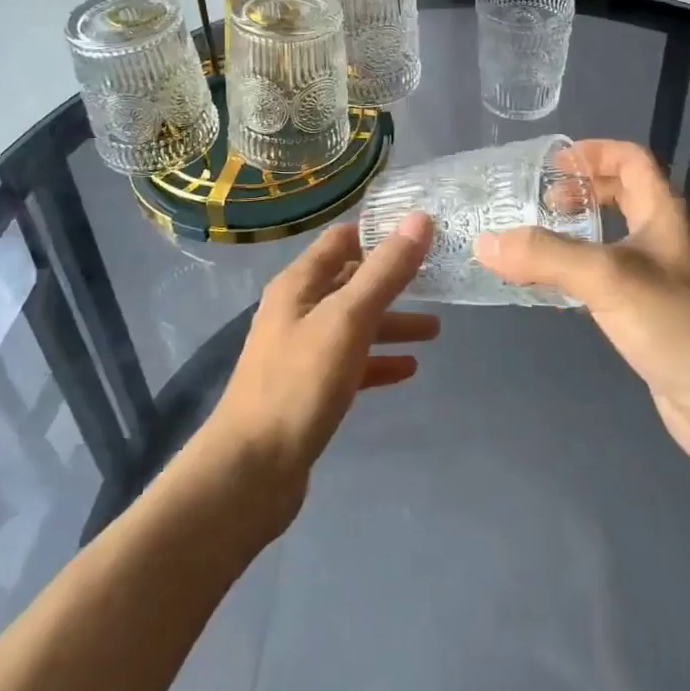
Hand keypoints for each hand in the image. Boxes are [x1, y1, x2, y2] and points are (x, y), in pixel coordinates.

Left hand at [202, 213, 436, 523]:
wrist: (251, 471)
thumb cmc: (299, 384)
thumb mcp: (347, 320)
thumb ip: (385, 271)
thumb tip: (419, 219)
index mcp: (298, 284)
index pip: (341, 240)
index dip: (379, 233)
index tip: (422, 234)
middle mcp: (297, 311)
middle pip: (351, 283)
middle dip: (393, 282)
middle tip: (438, 282)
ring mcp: (301, 352)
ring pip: (354, 325)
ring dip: (391, 324)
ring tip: (436, 330)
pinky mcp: (308, 390)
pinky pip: (351, 363)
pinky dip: (379, 361)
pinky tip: (408, 369)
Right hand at [475, 140, 689, 468]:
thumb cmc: (675, 323)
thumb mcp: (605, 277)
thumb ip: (545, 255)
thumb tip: (485, 242)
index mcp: (664, 213)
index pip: (632, 160)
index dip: (594, 152)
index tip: (553, 165)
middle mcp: (666, 239)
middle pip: (624, 195)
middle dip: (582, 192)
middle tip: (541, 204)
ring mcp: (662, 279)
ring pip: (615, 238)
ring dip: (579, 232)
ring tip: (537, 243)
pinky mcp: (652, 315)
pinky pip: (610, 278)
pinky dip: (582, 272)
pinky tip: (557, 290)